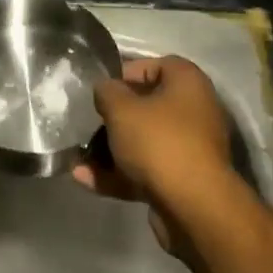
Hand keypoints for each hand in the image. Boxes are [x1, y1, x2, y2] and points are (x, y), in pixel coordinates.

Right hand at [74, 56, 233, 250]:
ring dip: (110, 149)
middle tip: (89, 122)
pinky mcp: (181, 181)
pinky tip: (84, 178)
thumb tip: (105, 88)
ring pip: (143, 141)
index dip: (125, 73)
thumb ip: (107, 91)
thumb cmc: (158, 142)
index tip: (101, 89)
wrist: (193, 207)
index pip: (154, 65)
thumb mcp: (121, 108)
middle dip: (114, 116)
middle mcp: (194, 111)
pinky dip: (118, 174)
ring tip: (78, 157)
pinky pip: (145, 169)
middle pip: (147, 106)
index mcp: (187, 83)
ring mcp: (189, 149)